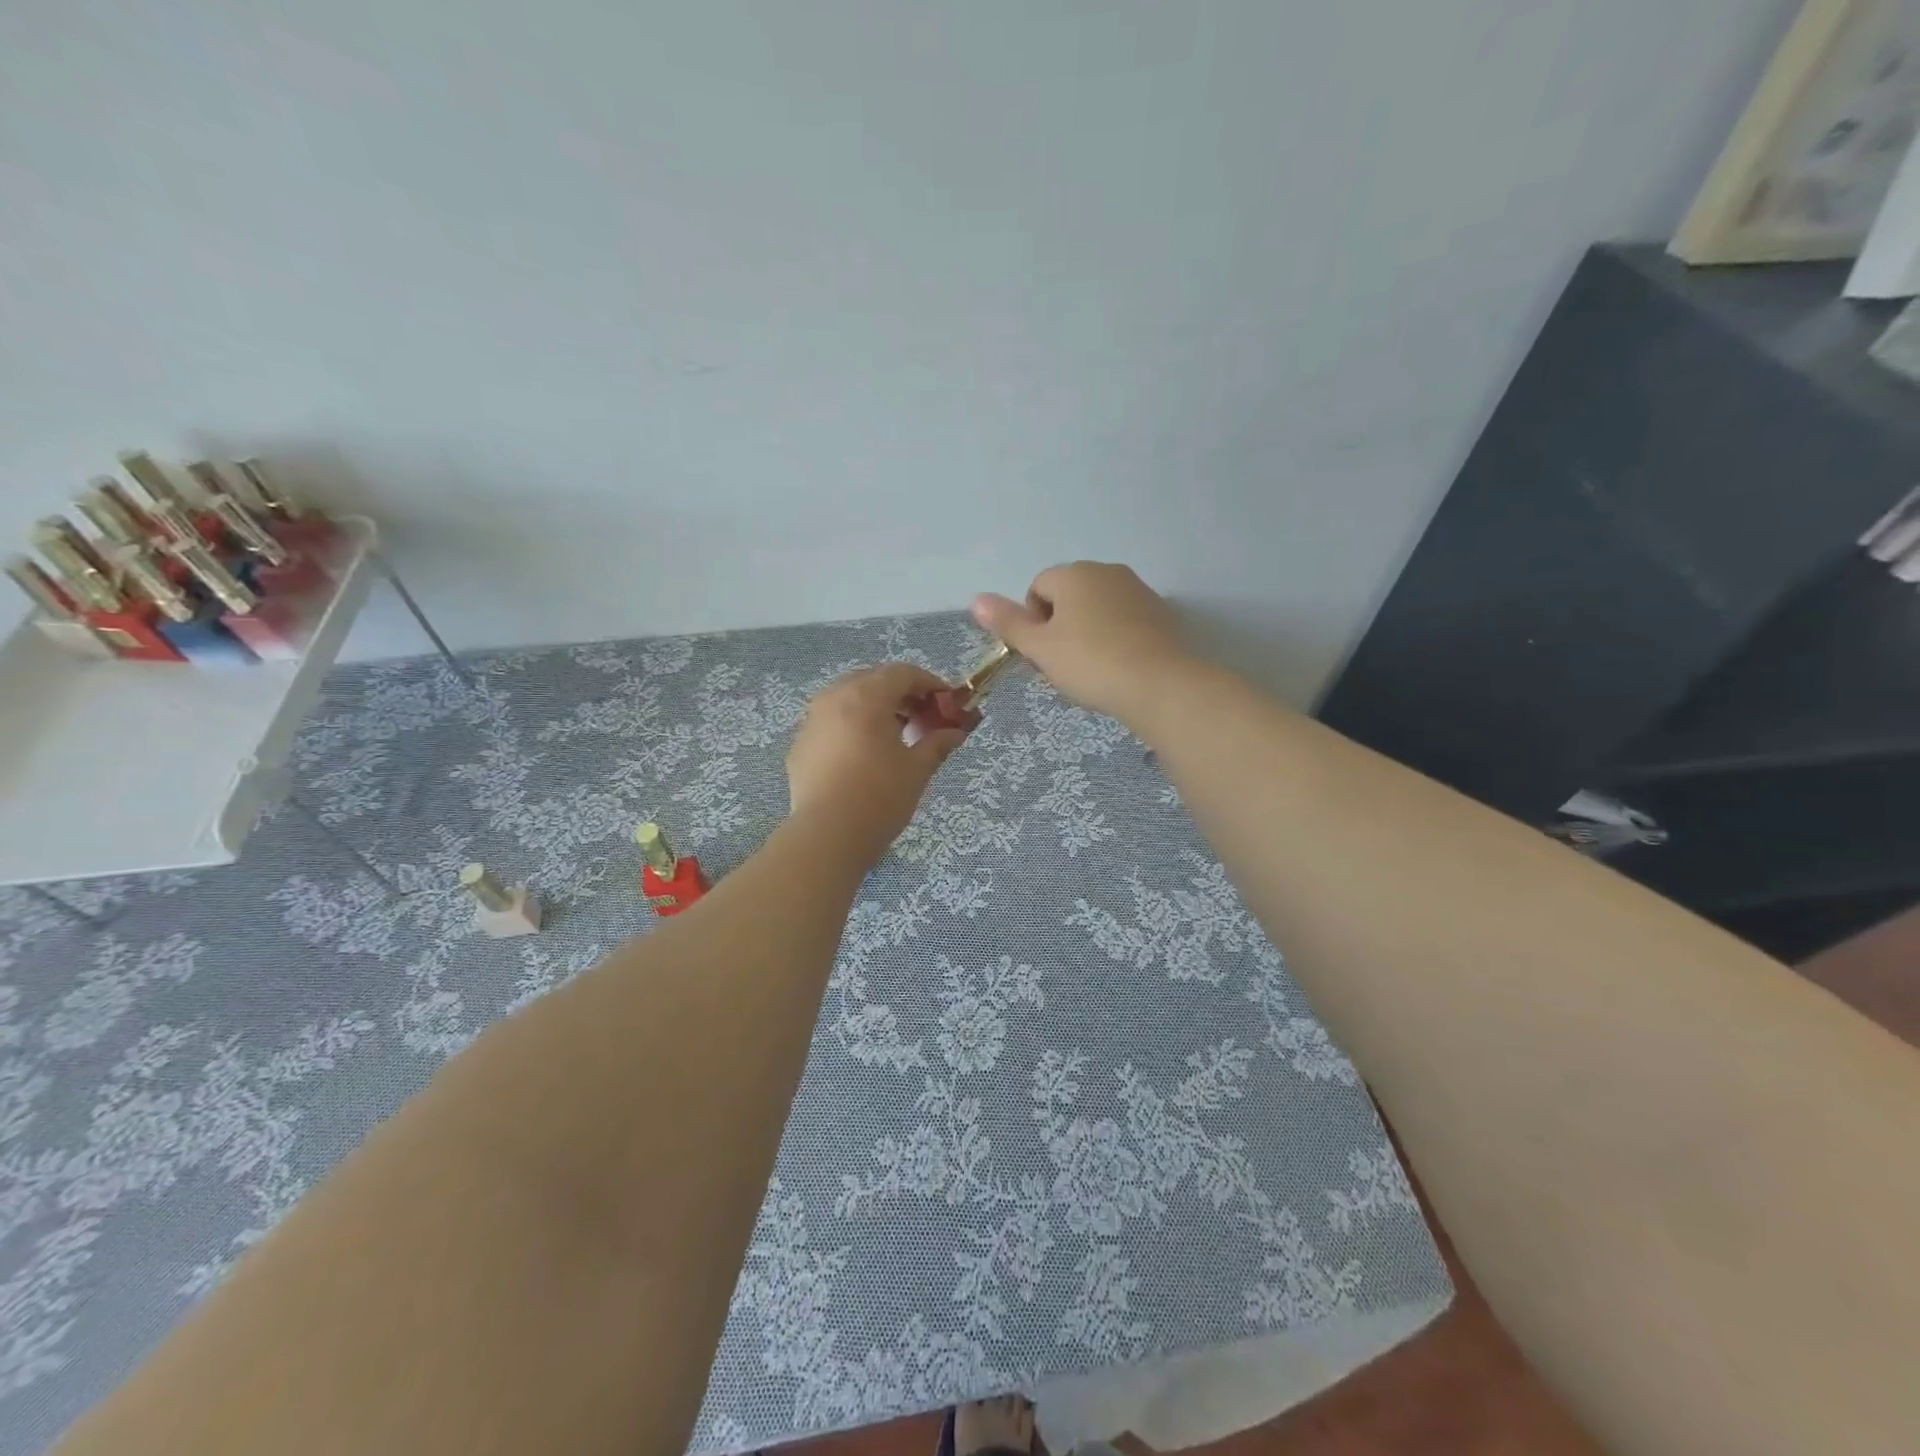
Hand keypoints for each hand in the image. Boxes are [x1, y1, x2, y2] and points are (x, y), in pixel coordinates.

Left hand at [786, 664, 967, 860]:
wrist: (827, 835)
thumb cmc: (880, 797)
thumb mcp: (917, 769)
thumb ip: (937, 743)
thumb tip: (955, 732)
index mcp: (866, 696)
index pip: (903, 673)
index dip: (930, 684)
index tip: (947, 703)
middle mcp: (834, 697)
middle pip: (873, 680)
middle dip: (901, 693)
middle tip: (922, 717)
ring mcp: (812, 720)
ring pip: (848, 698)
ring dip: (875, 707)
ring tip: (894, 735)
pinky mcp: (800, 744)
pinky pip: (831, 722)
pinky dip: (852, 726)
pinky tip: (863, 754)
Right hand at [973, 562, 1188, 724]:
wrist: (1160, 684)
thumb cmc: (1091, 663)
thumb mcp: (1040, 648)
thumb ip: (1008, 623)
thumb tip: (976, 599)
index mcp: (1074, 574)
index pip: (1037, 588)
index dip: (1031, 622)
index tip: (1041, 654)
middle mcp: (1106, 571)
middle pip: (1068, 596)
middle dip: (1059, 626)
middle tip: (1062, 665)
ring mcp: (1138, 590)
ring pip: (1097, 608)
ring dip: (1086, 632)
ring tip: (1091, 669)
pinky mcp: (1161, 612)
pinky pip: (1124, 620)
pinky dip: (1115, 637)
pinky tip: (1119, 666)